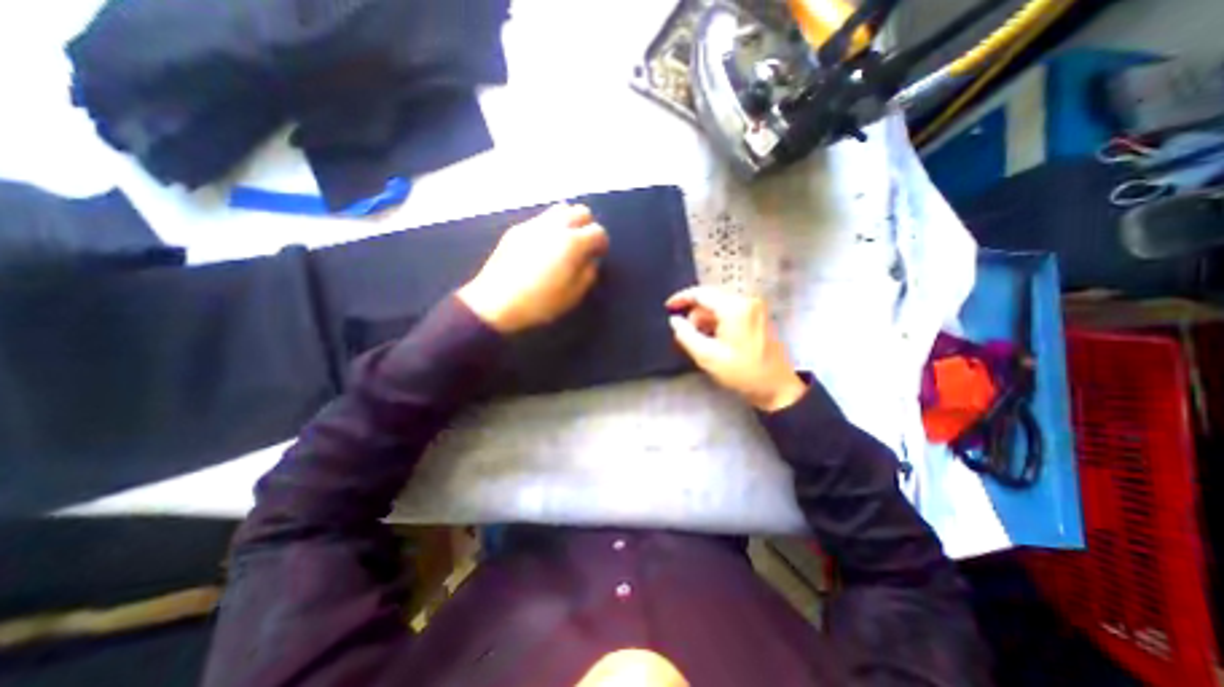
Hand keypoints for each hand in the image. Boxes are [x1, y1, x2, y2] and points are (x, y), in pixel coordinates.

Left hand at [455, 201, 608, 331]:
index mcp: (572, 243)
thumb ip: (588, 274)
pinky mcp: (516, 229)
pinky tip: (543, 246)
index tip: (598, 255)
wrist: (495, 303)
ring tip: (564, 242)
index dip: (602, 243)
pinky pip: (540, 219)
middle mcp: (555, 226)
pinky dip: (550, 226)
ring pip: (560, 209)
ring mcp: (533, 224)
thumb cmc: (539, 303)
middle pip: (581, 211)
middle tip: (583, 246)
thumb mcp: (573, 296)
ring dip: (568, 222)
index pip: (598, 231)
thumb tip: (590, 260)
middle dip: (587, 226)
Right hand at [665, 284, 810, 409]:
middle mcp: (746, 301)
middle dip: (695, 315)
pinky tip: (715, 340)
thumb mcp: (707, 356)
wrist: (776, 386)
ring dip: (706, 320)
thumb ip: (686, 335)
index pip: (701, 293)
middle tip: (687, 335)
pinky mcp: (758, 315)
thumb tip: (674, 320)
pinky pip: (730, 311)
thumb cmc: (741, 372)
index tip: (668, 307)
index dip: (681, 298)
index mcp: (734, 308)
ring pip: (719, 306)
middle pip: (711, 299)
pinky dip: (718, 322)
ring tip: (702, 342)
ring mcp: (755, 307)